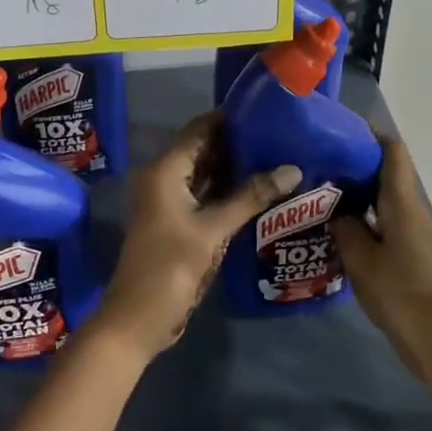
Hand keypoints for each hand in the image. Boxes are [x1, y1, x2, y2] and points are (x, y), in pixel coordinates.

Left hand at [92, 112, 301, 360]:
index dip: (230, 118)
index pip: (200, 129)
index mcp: (165, 170)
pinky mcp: (179, 223)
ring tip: (278, 156)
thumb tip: (293, 168)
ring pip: (206, 174)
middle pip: (204, 149)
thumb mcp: (213, 230)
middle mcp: (164, 179)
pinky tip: (261, 190)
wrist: (138, 319)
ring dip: (236, 168)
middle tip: (281, 135)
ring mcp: (171, 202)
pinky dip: (229, 191)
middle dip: (239, 143)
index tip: (266, 110)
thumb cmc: (170, 267)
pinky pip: (206, 196)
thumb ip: (251, 197)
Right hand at [331, 138, 431, 397]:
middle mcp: (409, 208)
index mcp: (401, 201)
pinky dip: (360, 213)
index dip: (368, 134)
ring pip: (381, 195)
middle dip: (353, 161)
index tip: (337, 129)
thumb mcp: (360, 257)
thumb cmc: (398, 291)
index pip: (391, 150)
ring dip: (355, 189)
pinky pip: (381, 217)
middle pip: (384, 170)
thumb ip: (344, 226)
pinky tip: (333, 222)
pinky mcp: (406, 249)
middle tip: (317, 158)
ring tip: (318, 187)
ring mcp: (409, 229)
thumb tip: (334, 208)